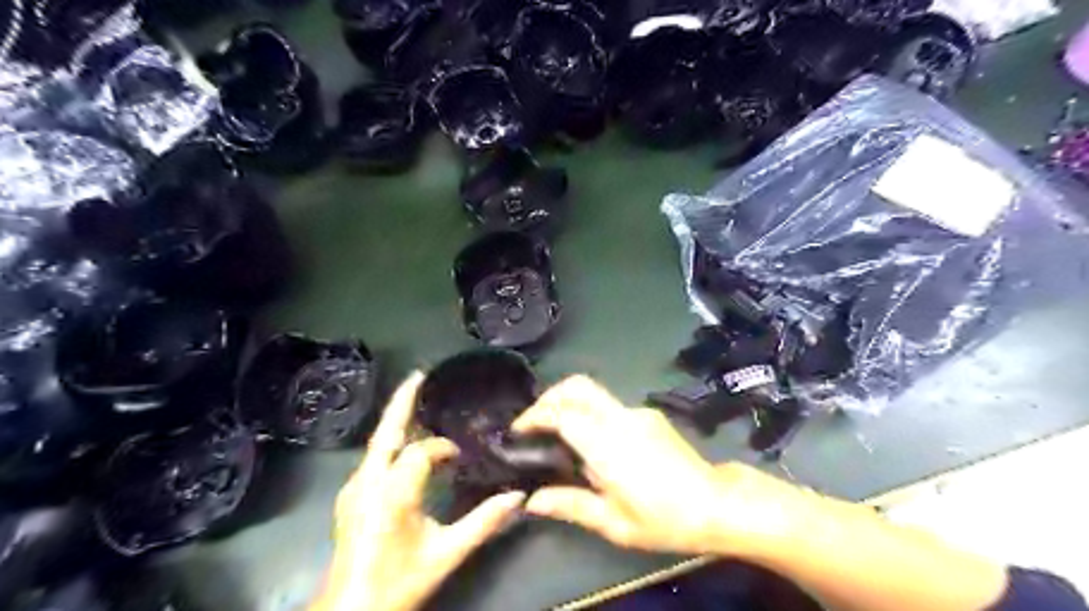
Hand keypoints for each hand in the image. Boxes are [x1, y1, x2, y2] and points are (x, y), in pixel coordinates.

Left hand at [311, 371, 528, 609]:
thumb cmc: (399, 581)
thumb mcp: (446, 553)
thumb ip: (484, 522)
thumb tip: (518, 497)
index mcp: (392, 492)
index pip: (422, 452)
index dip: (445, 449)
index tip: (463, 457)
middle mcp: (368, 482)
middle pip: (387, 431)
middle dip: (403, 401)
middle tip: (420, 375)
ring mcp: (354, 488)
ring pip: (378, 444)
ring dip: (398, 422)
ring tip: (419, 405)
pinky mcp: (350, 496)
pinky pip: (374, 458)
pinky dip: (391, 443)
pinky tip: (406, 445)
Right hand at [517, 375, 812, 556]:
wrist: (716, 504)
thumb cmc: (664, 519)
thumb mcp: (614, 523)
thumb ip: (571, 505)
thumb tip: (533, 500)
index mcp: (608, 445)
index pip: (563, 414)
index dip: (536, 415)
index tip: (519, 430)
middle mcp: (621, 419)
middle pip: (578, 386)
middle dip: (549, 395)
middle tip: (533, 420)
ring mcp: (638, 412)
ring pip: (594, 392)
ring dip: (569, 402)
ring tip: (556, 431)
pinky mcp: (649, 415)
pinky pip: (610, 405)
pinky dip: (590, 412)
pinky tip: (592, 441)